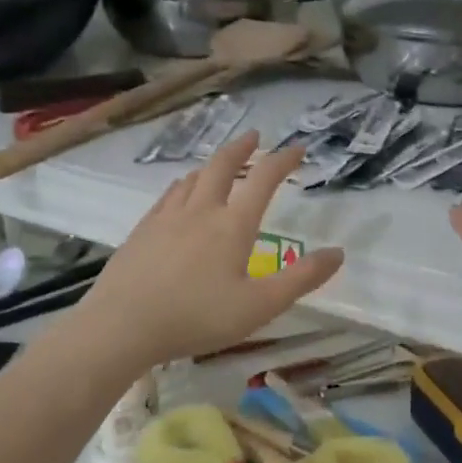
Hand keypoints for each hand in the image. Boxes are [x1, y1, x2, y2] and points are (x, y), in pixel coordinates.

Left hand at [78, 132, 344, 368]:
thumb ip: (302, 279)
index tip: (298, 149)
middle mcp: (201, 211)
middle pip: (222, 166)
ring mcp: (167, 218)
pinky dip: (184, 184)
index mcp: (233, 226)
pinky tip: (180, 192)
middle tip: (255, 137)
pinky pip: (168, 195)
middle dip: (242, 148)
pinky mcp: (142, 230)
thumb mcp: (260, 306)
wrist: (122, 325)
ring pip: (193, 178)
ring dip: (212, 164)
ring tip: (221, 163)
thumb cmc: (197, 317)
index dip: (283, 160)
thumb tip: (339, 253)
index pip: (263, 180)